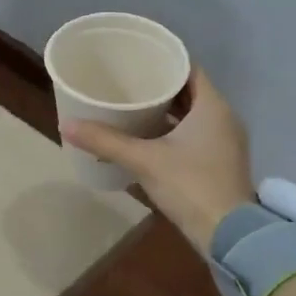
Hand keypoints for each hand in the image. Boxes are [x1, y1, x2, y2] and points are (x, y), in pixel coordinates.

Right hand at [62, 68, 254, 254]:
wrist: (229, 235)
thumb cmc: (190, 185)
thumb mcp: (145, 160)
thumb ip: (106, 141)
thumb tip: (67, 125)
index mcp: (213, 107)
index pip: (189, 69)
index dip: (164, 62)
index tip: (139, 60)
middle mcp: (224, 119)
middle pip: (190, 93)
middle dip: (160, 89)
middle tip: (129, 84)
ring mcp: (226, 143)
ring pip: (193, 117)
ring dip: (167, 113)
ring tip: (133, 109)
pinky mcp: (222, 164)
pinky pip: (196, 137)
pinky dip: (175, 134)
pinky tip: (149, 141)